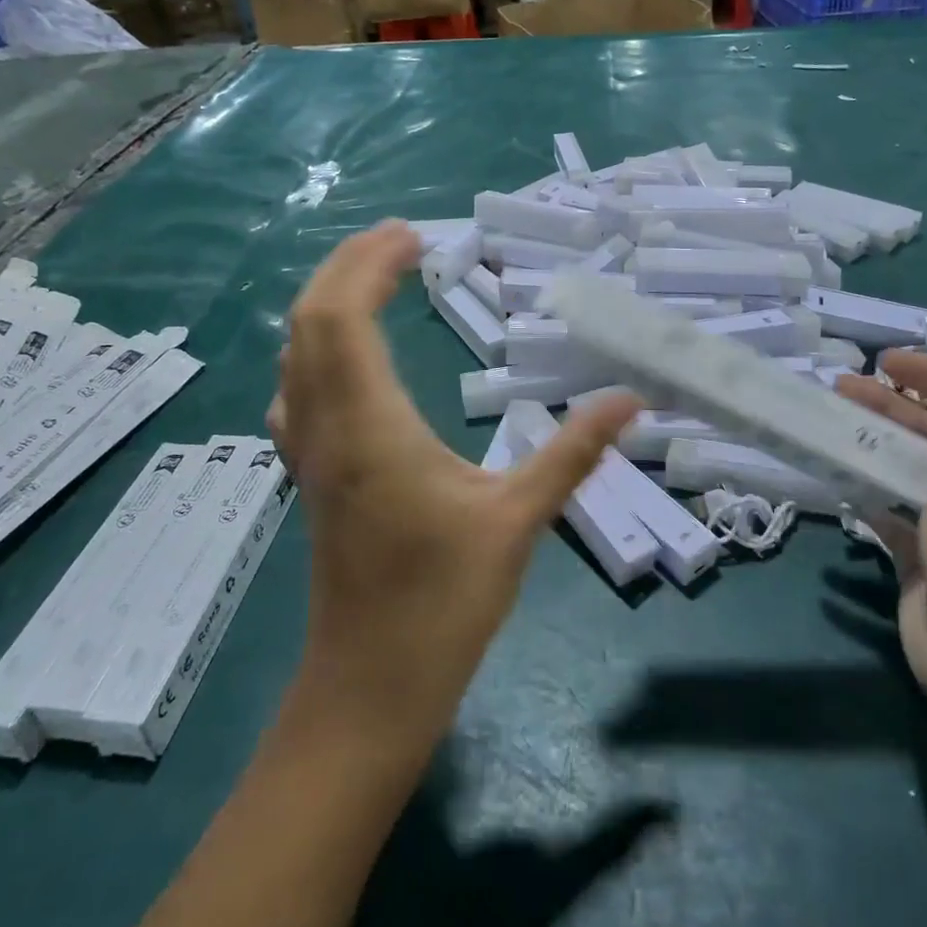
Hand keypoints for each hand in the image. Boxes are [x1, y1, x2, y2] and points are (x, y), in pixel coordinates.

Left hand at [268, 222, 639, 746]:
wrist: (368, 689)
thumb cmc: (442, 605)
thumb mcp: (518, 521)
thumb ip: (572, 453)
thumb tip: (629, 400)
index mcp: (370, 427)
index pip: (344, 317)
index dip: (370, 265)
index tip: (415, 237)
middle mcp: (326, 428)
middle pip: (309, 321)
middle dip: (347, 266)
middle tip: (400, 240)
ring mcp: (308, 453)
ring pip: (296, 353)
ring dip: (328, 302)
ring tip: (376, 279)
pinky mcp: (309, 476)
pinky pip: (297, 389)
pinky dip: (318, 347)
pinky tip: (350, 356)